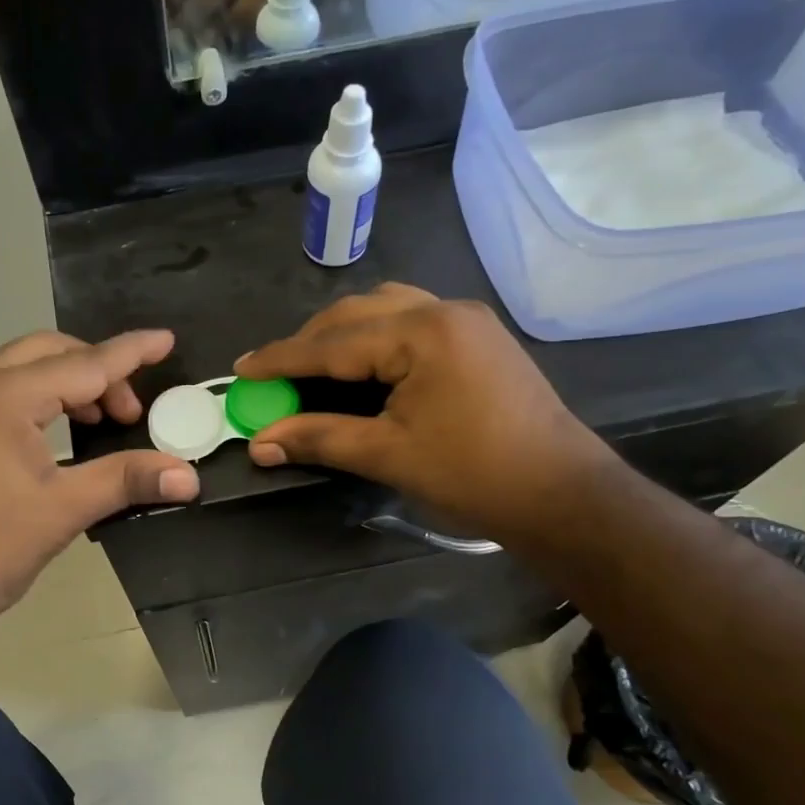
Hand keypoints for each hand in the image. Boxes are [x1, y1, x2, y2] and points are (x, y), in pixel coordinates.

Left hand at [0, 330, 199, 646]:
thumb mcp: (64, 510)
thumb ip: (127, 480)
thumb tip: (189, 476)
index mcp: (4, 397)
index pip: (84, 364)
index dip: (130, 352)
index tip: (166, 339)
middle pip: (50, 352)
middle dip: (98, 370)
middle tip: (131, 411)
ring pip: (26, 371)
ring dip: (70, 385)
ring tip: (104, 423)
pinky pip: (7, 395)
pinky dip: (44, 401)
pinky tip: (64, 437)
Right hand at [234, 284, 613, 541]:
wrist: (563, 495)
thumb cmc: (473, 475)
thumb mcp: (388, 455)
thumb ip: (319, 438)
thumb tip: (259, 442)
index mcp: (421, 333)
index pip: (333, 342)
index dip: (281, 358)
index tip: (241, 370)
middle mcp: (443, 311)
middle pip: (357, 313)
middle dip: (310, 342)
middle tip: (274, 374)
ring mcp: (466, 321)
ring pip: (385, 309)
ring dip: (343, 333)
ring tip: (313, 365)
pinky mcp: (478, 338)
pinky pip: (412, 320)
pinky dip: (376, 336)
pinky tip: (364, 364)